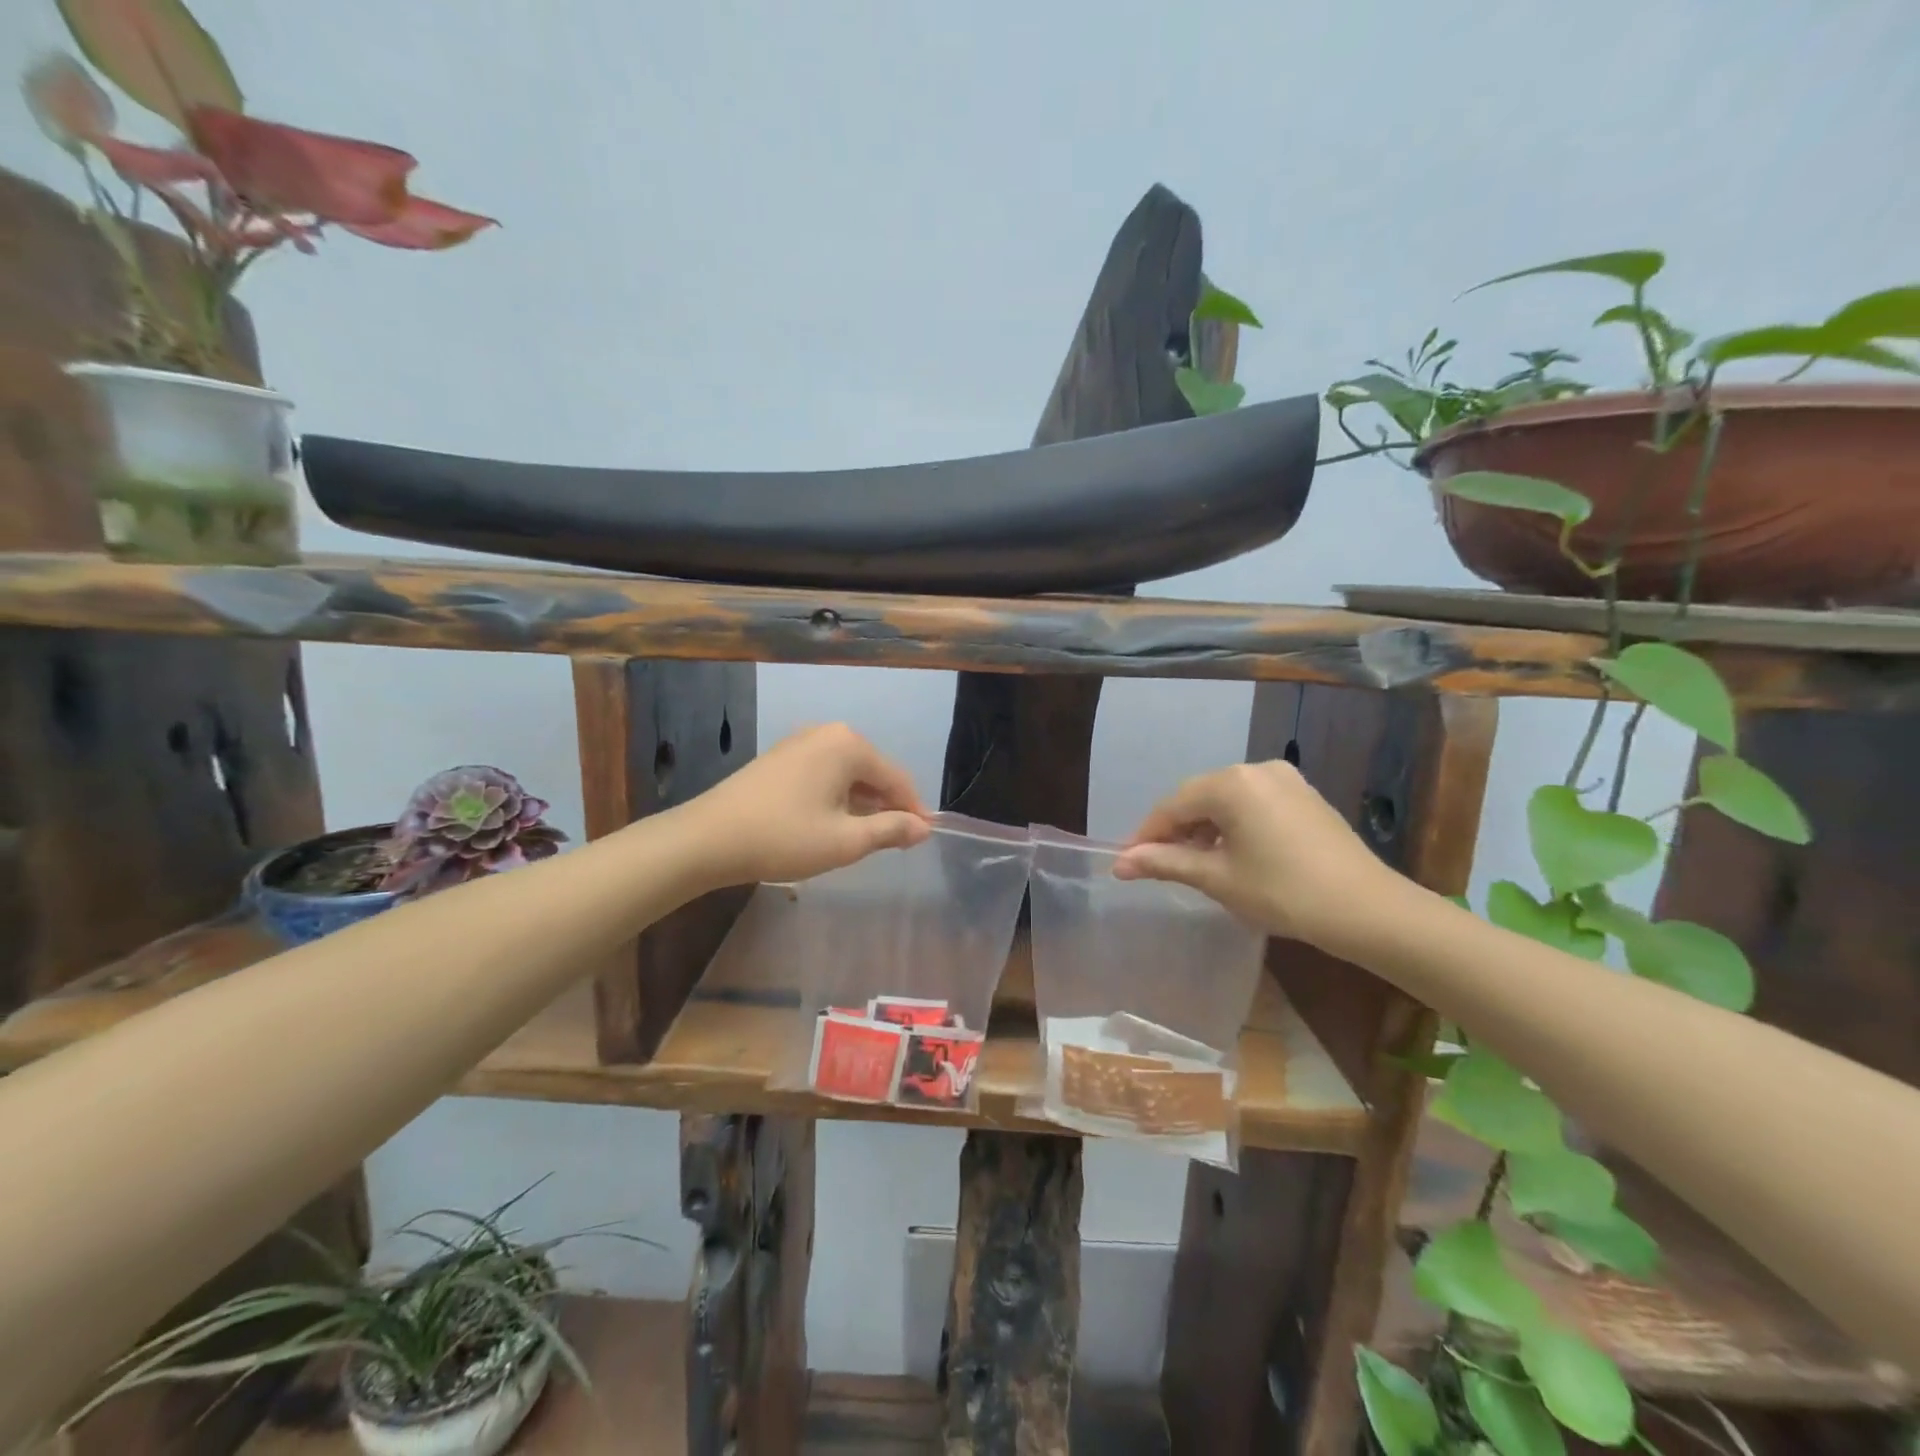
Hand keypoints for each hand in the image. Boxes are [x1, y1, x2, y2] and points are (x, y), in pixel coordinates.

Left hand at [680, 723, 931, 887]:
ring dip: (860, 804)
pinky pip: (823, 774)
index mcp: (848, 745)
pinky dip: (836, 798)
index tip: (922, 839)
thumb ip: (890, 830)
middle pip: (872, 772)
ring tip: (865, 838)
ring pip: (847, 774)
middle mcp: (827, 733)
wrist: (707, 839)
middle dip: (886, 806)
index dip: (913, 811)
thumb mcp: (845, 841)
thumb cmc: (784, 837)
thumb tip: (923, 828)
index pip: (896, 778)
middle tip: (894, 843)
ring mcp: (800, 743)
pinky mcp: (780, 758)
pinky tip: (832, 824)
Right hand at [1113, 759, 1396, 945]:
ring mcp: (1285, 780)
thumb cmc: (1283, 892)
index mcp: (1231, 783)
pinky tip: (1231, 854)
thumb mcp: (1217, 878)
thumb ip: (1165, 863)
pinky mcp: (1304, 796)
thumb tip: (1120, 864)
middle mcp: (1256, 769)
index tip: (1127, 863)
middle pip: (1198, 797)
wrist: (1369, 910)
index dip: (1146, 835)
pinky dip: (1233, 826)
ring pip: (1226, 800)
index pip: (1172, 806)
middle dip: (1175, 831)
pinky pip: (1253, 804)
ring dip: (1204, 829)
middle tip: (1157, 865)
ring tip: (1193, 864)